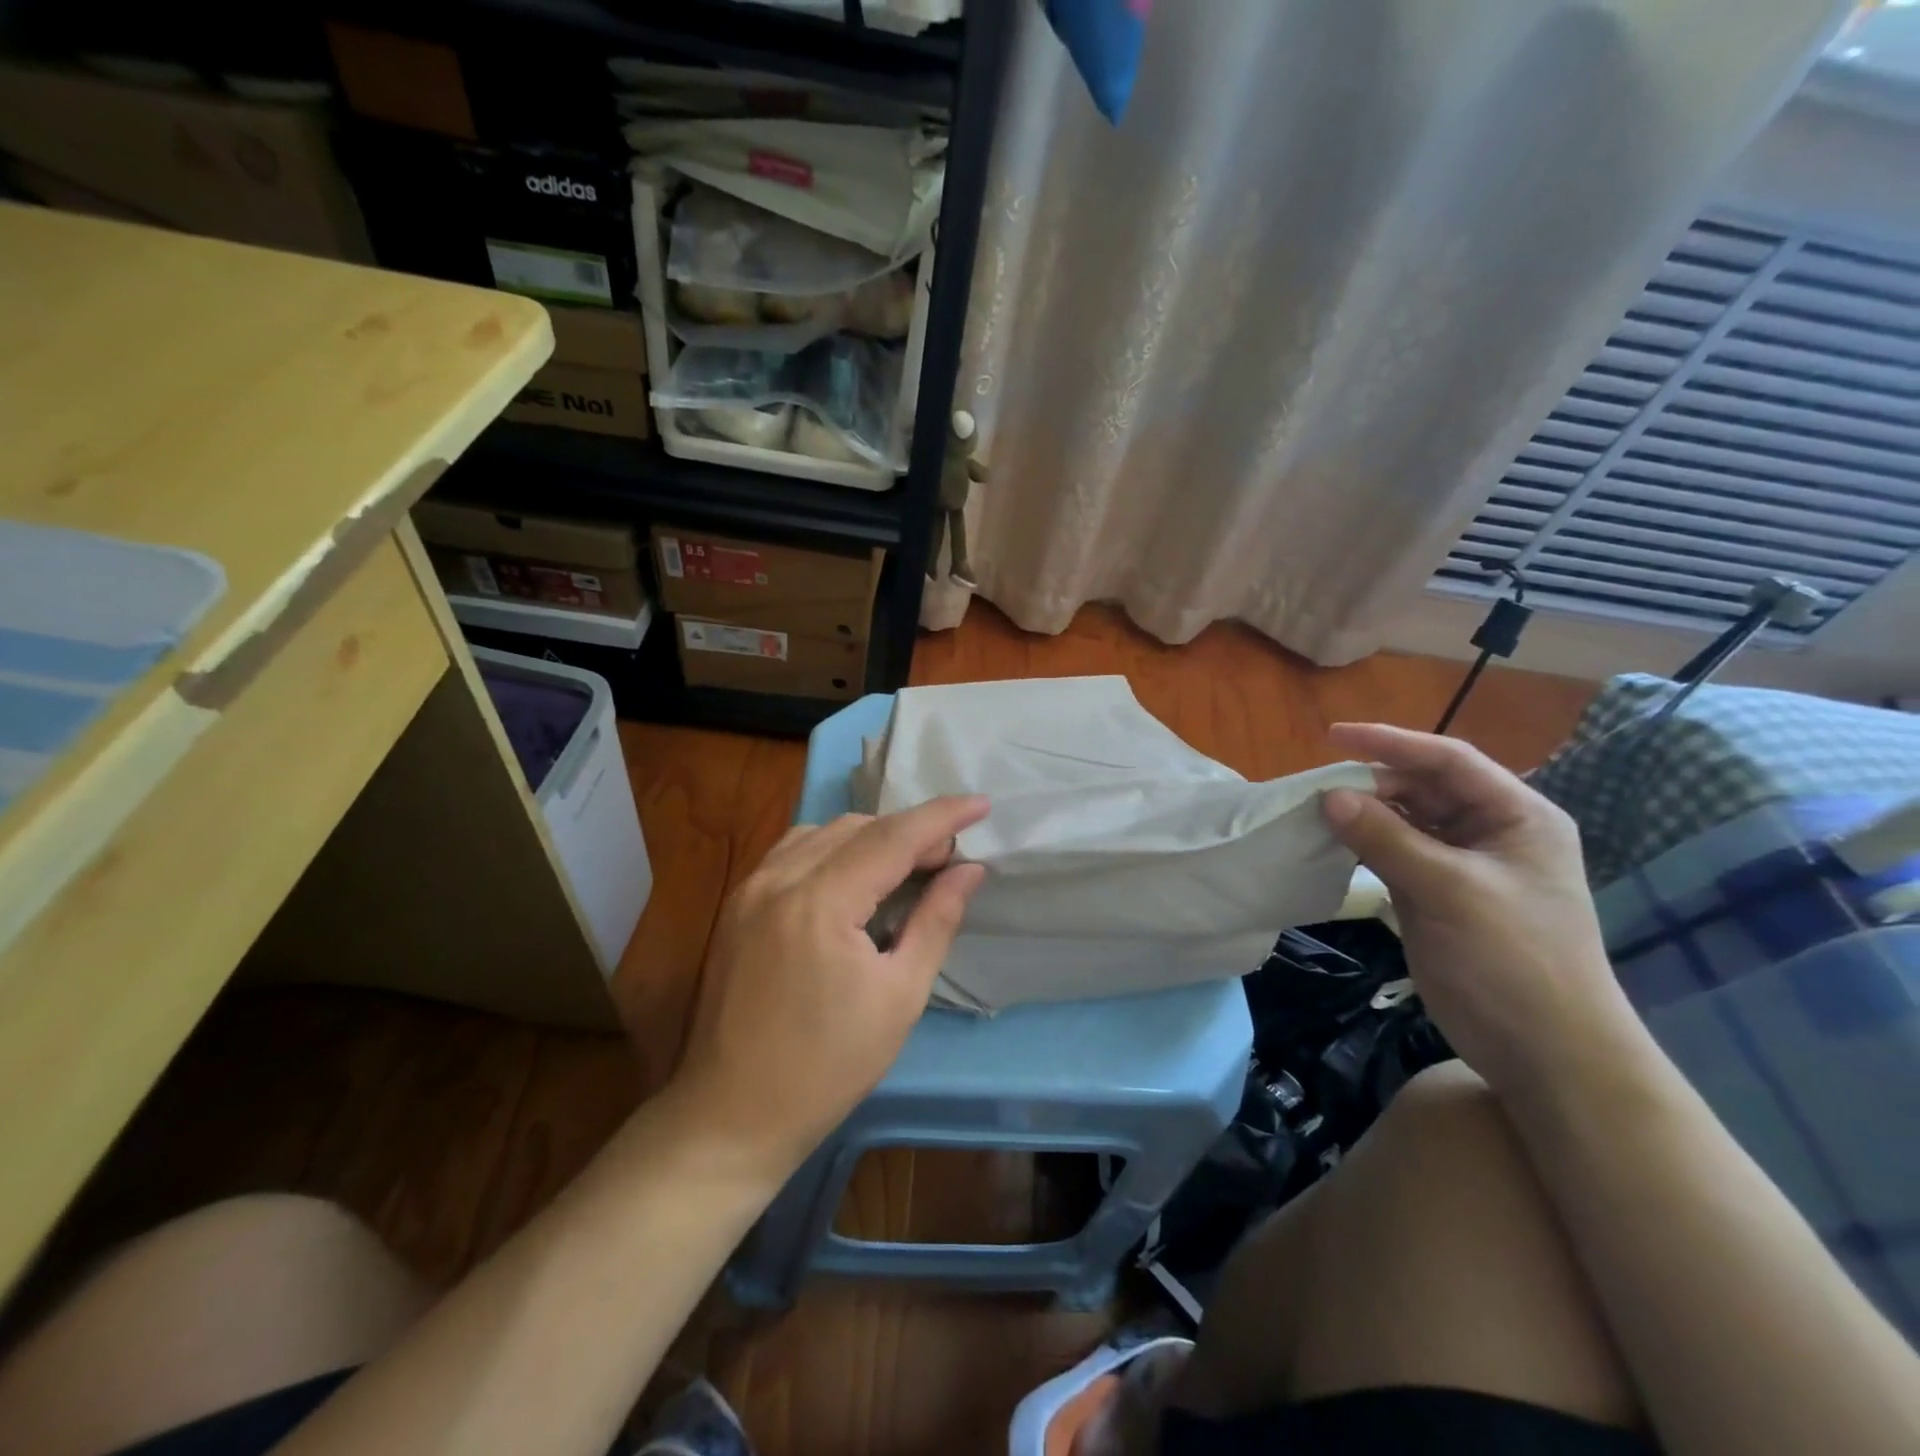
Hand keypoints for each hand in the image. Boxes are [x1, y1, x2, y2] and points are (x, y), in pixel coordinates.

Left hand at [670, 797, 989, 1175]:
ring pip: (822, 833)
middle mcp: (778, 880)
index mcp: (820, 903)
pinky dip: (832, 849)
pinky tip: (852, 875)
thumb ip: (936, 921)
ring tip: (906, 865)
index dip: (941, 817)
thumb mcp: (899, 996)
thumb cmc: (828, 1067)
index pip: (892, 838)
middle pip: (857, 828)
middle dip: (909, 832)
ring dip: (870, 837)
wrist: (732, 1115)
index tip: (980, 803)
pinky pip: (792, 851)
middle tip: (948, 858)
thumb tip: (969, 870)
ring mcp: (749, 889)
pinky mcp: (736, 904)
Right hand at [1319, 723, 1642, 1099]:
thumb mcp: (1449, 890)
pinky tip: (1332, 845)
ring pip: (1405, 821)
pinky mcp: (1437, 894)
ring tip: (1317, 814)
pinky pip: (1394, 854)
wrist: (1544, 1051)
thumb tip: (1329, 796)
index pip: (1448, 760)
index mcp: (1516, 816)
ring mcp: (1463, 864)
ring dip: (1364, 815)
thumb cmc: (1512, 959)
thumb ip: (1387, 838)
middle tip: (1318, 788)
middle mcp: (1491, 831)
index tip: (1332, 737)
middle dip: (1372, 783)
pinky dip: (1363, 846)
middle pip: (1423, 788)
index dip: (1390, 743)